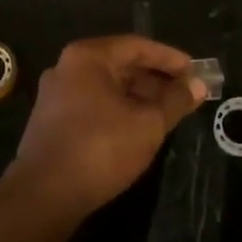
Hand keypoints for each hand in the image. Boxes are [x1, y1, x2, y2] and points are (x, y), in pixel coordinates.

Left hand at [10, 36, 206, 219]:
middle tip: (184, 93)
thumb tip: (198, 84)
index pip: (137, 46)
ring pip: (106, 86)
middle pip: (120, 64)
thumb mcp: (147, 124)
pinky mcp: (50, 120)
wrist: (44, 195)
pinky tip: (136, 128)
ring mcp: (55, 94)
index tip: (194, 71)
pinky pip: (92, 103)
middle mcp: (67, 67)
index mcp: (88, 57)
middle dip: (154, 78)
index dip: (169, 58)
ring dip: (137, 96)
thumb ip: (175, 101)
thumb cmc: (100, 148)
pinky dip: (117, 109)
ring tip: (166, 112)